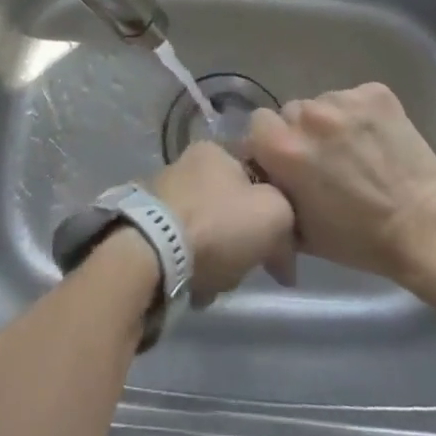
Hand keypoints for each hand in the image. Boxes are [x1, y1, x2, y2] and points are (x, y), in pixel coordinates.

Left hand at [147, 142, 295, 302]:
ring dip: (220, 259)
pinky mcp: (146, 227)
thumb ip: (288, 215)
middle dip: (245, 241)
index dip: (276, 211)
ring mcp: (163, 195)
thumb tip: (280, 241)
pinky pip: (184, 251)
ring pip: (210, 232)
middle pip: (234, 208)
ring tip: (219, 280)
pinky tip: (196, 285)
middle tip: (250, 265)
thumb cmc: (218, 224)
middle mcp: (187, 164)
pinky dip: (195, 268)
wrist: (152, 254)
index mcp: (216, 149)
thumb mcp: (274, 212)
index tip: (281, 246)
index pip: (258, 175)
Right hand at [247, 83, 435, 284]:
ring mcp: (344, 100)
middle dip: (302, 132)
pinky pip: (354, 97)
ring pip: (324, 103)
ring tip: (355, 150)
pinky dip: (360, 114)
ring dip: (331, 123)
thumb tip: (264, 177)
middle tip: (324, 158)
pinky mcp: (376, 92)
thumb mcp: (300, 230)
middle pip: (292, 111)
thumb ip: (274, 193)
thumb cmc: (359, 239)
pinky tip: (376, 139)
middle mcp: (309, 115)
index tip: (286, 160)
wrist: (425, 229)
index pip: (258, 123)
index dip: (270, 142)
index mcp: (284, 148)